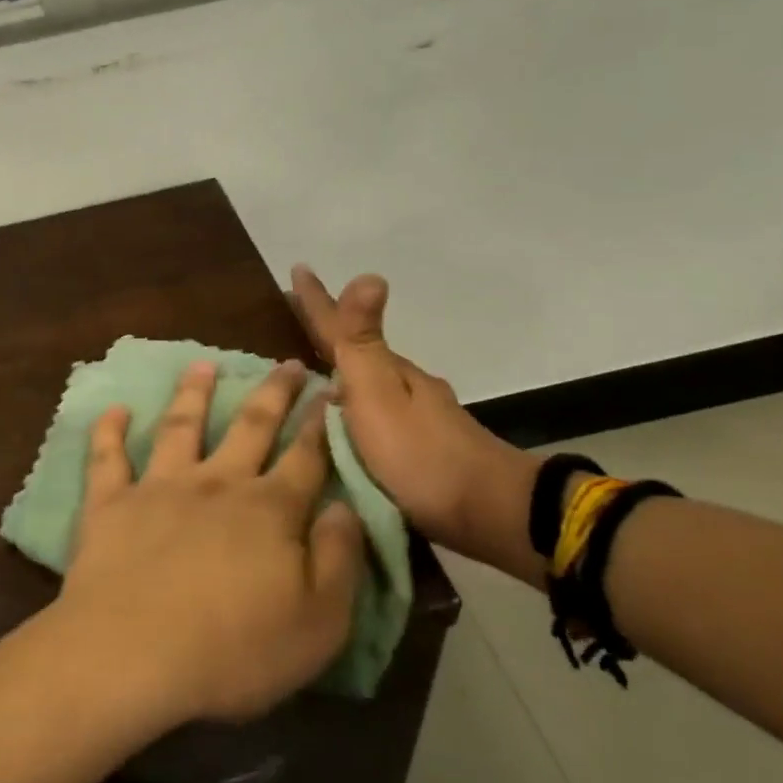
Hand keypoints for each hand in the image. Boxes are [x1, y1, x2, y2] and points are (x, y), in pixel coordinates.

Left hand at [52, 360, 364, 727]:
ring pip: (181, 426)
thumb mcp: (319, 622)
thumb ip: (339, 559)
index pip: (305, 458)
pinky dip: (109, 430)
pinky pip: (108, 457)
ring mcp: (159, 487)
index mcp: (269, 510)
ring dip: (193, 393)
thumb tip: (346, 507)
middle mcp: (216, 484)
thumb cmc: (234, 651)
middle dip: (272, 393)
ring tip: (203, 365)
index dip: (320, 425)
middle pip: (250, 427)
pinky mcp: (110, 503)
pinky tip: (115, 408)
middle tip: (285, 364)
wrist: (133, 655)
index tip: (330, 392)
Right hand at [288, 266, 543, 583]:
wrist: (489, 514)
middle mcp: (401, 387)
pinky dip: (352, 408)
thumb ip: (364, 343)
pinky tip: (341, 422)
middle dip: (325, 334)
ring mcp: (415, 418)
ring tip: (308, 373)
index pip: (342, 328)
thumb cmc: (420, 454)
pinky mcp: (418, 450)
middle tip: (294, 318)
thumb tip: (368, 274)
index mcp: (386, 372)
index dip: (317, 301)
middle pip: (356, 353)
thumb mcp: (380, 396)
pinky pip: (373, 416)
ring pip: (366, 385)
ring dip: (338, 372)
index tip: (296, 268)